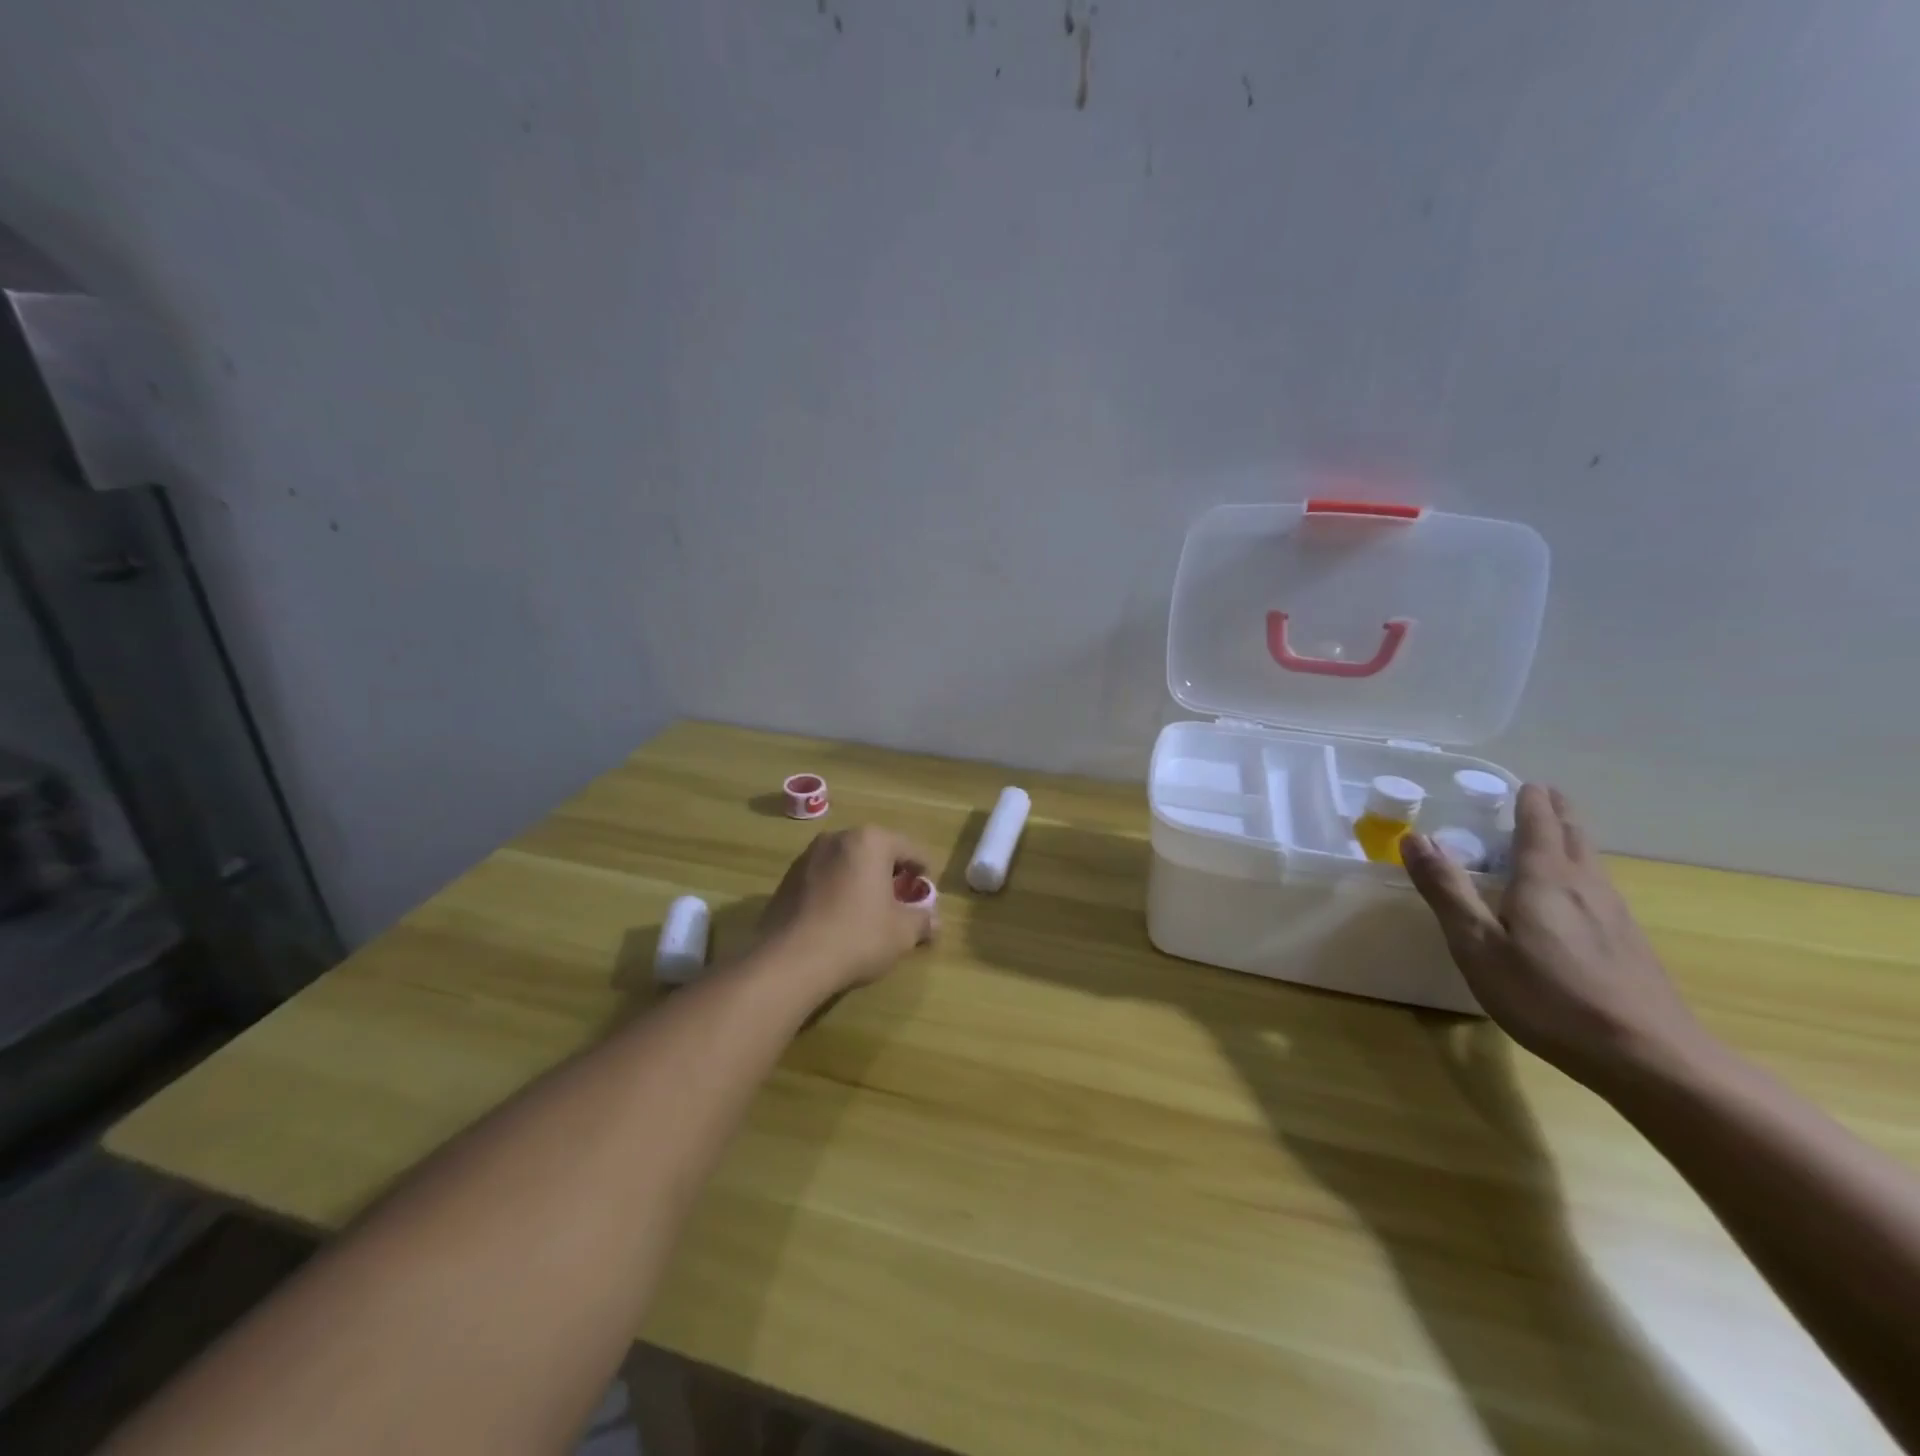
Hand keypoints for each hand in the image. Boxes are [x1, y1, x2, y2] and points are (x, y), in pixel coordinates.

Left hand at [756, 826, 937, 994]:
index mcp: (870, 841)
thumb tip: (934, 920)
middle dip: (891, 872)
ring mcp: (808, 856)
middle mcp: (838, 838)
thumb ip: (922, 920)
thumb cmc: (857, 936)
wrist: (790, 961)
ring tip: (870, 909)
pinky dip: (837, 889)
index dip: (923, 868)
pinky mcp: (787, 878)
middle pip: (876, 850)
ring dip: (861, 880)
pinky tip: (839, 917)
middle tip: (901, 899)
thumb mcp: (901, 933)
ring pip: (847, 862)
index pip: (909, 848)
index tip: (928, 888)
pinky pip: (824, 877)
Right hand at [1401, 784, 1708, 1088]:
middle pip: (1574, 834)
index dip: (1528, 800)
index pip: (1539, 823)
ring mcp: (1614, 914)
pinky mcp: (1628, 942)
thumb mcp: (1478, 945)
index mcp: (1546, 878)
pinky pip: (1599, 886)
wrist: (1649, 1058)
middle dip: (1555, 810)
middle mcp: (1586, 885)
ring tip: (1552, 832)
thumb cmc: (1548, 998)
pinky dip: (1581, 869)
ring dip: (1571, 837)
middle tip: (1538, 794)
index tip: (1518, 782)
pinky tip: (1574, 892)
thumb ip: (1446, 890)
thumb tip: (1415, 838)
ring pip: (1591, 860)